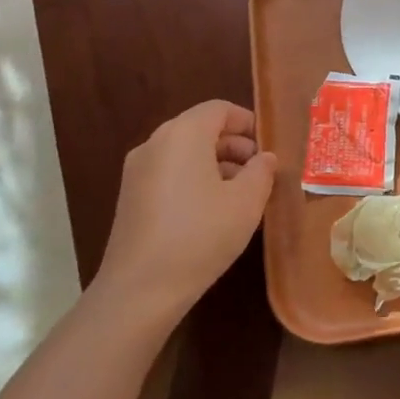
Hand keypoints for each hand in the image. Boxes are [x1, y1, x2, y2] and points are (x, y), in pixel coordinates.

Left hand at [97, 100, 276, 327]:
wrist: (140, 289)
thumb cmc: (201, 234)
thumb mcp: (246, 202)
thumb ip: (261, 172)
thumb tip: (264, 158)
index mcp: (183, 134)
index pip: (219, 109)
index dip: (248, 122)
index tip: (269, 147)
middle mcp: (155, 143)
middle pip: (200, 129)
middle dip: (234, 145)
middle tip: (260, 172)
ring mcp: (137, 171)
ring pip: (184, 153)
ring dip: (216, 164)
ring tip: (242, 195)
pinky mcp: (130, 197)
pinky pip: (169, 173)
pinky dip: (194, 180)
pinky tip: (213, 212)